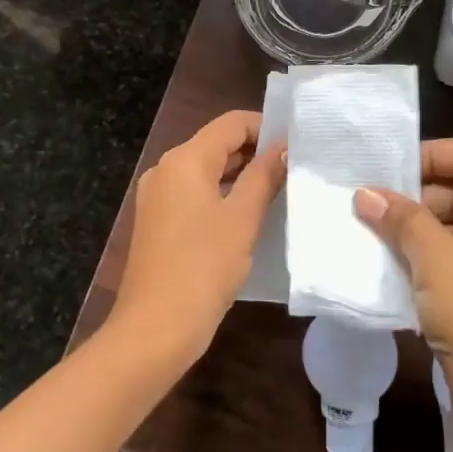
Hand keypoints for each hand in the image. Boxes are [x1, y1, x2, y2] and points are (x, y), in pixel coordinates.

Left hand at [110, 109, 286, 364]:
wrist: (155, 328)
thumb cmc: (203, 266)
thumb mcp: (243, 218)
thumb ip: (264, 176)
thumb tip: (284, 148)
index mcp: (185, 159)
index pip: (231, 123)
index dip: (266, 127)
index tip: (297, 145)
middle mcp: (166, 168)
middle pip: (216, 143)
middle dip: (255, 151)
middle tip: (294, 168)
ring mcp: (157, 195)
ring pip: (205, 170)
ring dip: (240, 174)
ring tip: (278, 189)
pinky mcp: (157, 220)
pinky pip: (194, 193)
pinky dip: (221, 194)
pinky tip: (247, 213)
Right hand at [354, 139, 452, 412]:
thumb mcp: (433, 258)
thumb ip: (400, 218)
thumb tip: (367, 194)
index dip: (434, 153)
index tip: (392, 170)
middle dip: (423, 195)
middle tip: (378, 208)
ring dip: (427, 231)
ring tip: (382, 239)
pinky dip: (441, 261)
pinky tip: (403, 274)